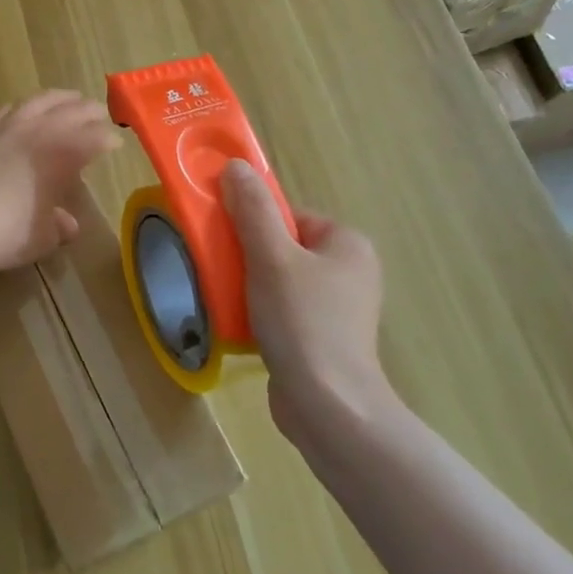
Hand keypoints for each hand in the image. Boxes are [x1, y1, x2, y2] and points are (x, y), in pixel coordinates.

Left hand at [0, 91, 121, 276]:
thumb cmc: (4, 233)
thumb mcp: (42, 238)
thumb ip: (58, 226)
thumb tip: (67, 223)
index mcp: (61, 154)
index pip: (93, 138)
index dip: (107, 139)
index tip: (115, 142)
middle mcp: (36, 131)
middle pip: (70, 111)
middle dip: (89, 111)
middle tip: (99, 113)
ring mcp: (3, 125)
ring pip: (36, 101)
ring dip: (57, 99)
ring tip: (67, 98)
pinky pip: (3, 111)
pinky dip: (18, 110)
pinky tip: (17, 113)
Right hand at [220, 160, 392, 460]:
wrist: (328, 408)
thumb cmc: (303, 321)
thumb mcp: (271, 257)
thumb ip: (252, 209)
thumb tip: (236, 165)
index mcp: (347, 244)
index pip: (289, 215)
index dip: (254, 223)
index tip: (228, 240)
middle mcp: (349, 272)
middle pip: (282, 246)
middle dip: (248, 256)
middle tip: (223, 269)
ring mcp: (339, 309)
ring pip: (279, 280)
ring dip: (249, 286)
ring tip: (227, 299)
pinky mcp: (324, 340)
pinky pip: (284, 311)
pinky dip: (260, 313)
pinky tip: (241, 326)